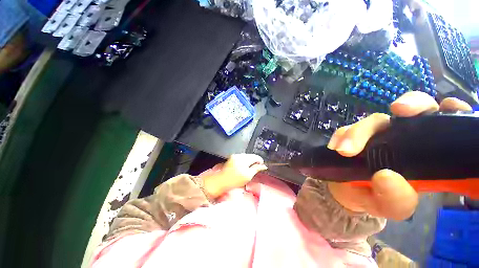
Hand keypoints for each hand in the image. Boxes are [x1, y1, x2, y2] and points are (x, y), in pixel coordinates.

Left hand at [201, 154, 267, 197]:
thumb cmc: (235, 180)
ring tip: (249, 168)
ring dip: (249, 160)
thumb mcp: (248, 176)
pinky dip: (244, 160)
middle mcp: (240, 155)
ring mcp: (235, 155)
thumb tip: (264, 166)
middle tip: (255, 168)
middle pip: (251, 155)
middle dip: (254, 160)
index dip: (260, 161)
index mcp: (244, 159)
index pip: (256, 157)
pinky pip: (241, 157)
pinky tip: (243, 166)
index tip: (261, 166)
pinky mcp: (232, 157)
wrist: (221, 181)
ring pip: (246, 156)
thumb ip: (256, 169)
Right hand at [326, 91, 471, 219]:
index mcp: (425, 153)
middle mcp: (403, 137)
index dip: (450, 110)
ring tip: (344, 151)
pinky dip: (340, 136)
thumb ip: (396, 200)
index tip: (448, 107)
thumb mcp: (391, 207)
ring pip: (374, 120)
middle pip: (412, 110)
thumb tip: (385, 177)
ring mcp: (375, 134)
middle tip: (398, 110)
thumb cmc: (376, 198)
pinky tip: (335, 148)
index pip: (445, 124)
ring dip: (358, 132)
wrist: (346, 192)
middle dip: (409, 105)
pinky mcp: (352, 135)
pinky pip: (346, 129)